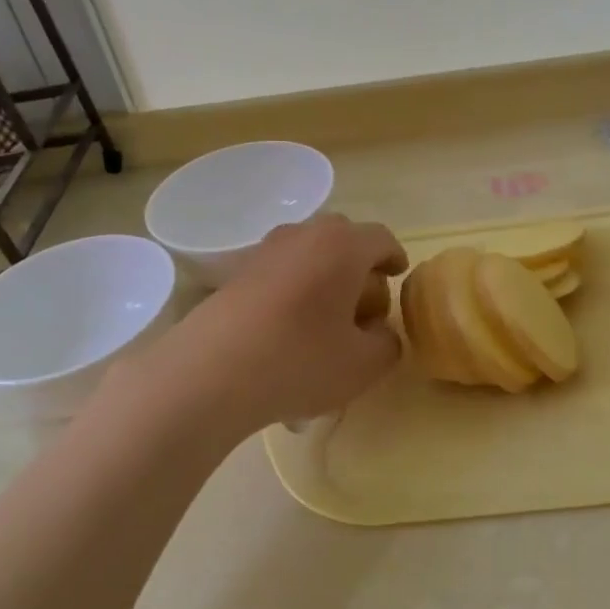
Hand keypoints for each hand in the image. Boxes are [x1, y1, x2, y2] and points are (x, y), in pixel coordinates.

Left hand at [161, 215, 407, 431]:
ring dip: (325, 277)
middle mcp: (304, 235)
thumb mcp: (364, 365)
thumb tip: (380, 333)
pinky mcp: (235, 274)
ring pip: (308, 254)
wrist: (210, 373)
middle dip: (360, 267)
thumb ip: (387, 344)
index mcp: (343, 246)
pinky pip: (280, 272)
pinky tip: (290, 331)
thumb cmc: (300, 360)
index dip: (395, 258)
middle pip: (343, 240)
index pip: (381, 239)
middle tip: (365, 304)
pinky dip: (295, 290)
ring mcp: (264, 251)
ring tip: (327, 320)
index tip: (399, 275)